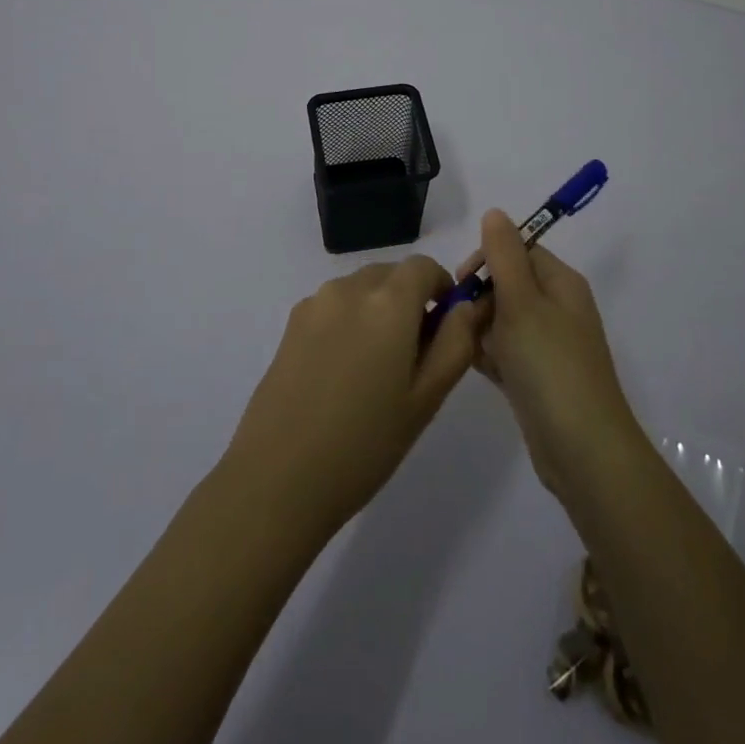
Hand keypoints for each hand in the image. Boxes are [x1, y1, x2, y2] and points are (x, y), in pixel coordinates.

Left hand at [224, 256, 484, 536]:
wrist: (278, 477)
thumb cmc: (365, 443)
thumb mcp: (426, 398)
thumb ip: (455, 343)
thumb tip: (466, 307)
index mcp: (388, 301)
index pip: (424, 266)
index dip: (441, 287)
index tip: (444, 325)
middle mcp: (350, 288)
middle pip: (391, 274)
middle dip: (409, 300)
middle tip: (413, 356)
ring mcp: (315, 303)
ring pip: (361, 289)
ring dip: (377, 310)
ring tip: (374, 370)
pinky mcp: (291, 323)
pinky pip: (333, 306)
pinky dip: (349, 322)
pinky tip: (341, 374)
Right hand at [466, 209, 641, 502]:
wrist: (581, 449)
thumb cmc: (549, 365)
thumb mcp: (522, 301)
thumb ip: (504, 254)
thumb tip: (495, 212)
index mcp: (561, 282)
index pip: (519, 249)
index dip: (487, 259)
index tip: (462, 282)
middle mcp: (558, 307)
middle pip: (507, 284)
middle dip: (481, 298)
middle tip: (465, 323)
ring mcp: (548, 344)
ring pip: (502, 319)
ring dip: (482, 329)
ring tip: (471, 350)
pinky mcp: (537, 376)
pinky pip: (506, 351)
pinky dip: (490, 356)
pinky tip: (478, 369)